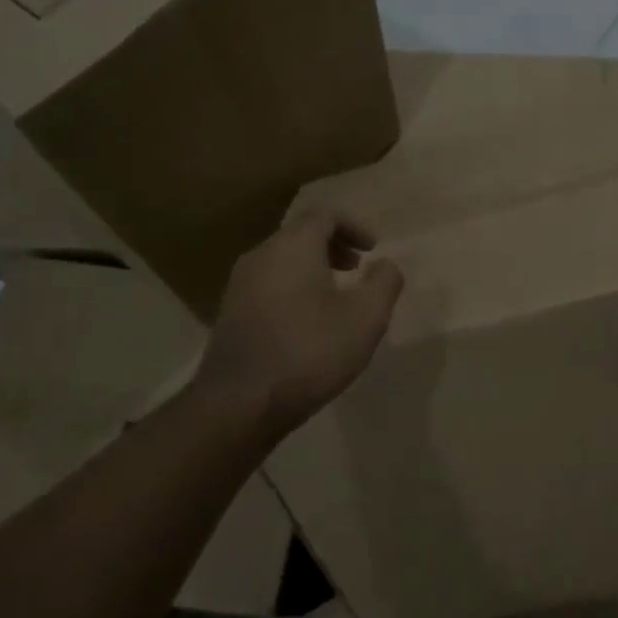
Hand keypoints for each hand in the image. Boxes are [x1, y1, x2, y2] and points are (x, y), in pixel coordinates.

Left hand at [196, 210, 404, 435]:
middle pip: (300, 234)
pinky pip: (269, 284)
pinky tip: (309, 322)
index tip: (373, 250)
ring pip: (283, 260)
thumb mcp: (365, 318)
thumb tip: (386, 265)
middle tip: (358, 269)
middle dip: (334, 245)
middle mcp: (261, 255)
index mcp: (292, 246)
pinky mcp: (231, 313)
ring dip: (314, 268)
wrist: (240, 402)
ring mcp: (240, 284)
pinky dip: (294, 287)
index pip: (325, 214)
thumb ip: (384, 283)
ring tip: (336, 297)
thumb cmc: (309, 352)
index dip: (354, 225)